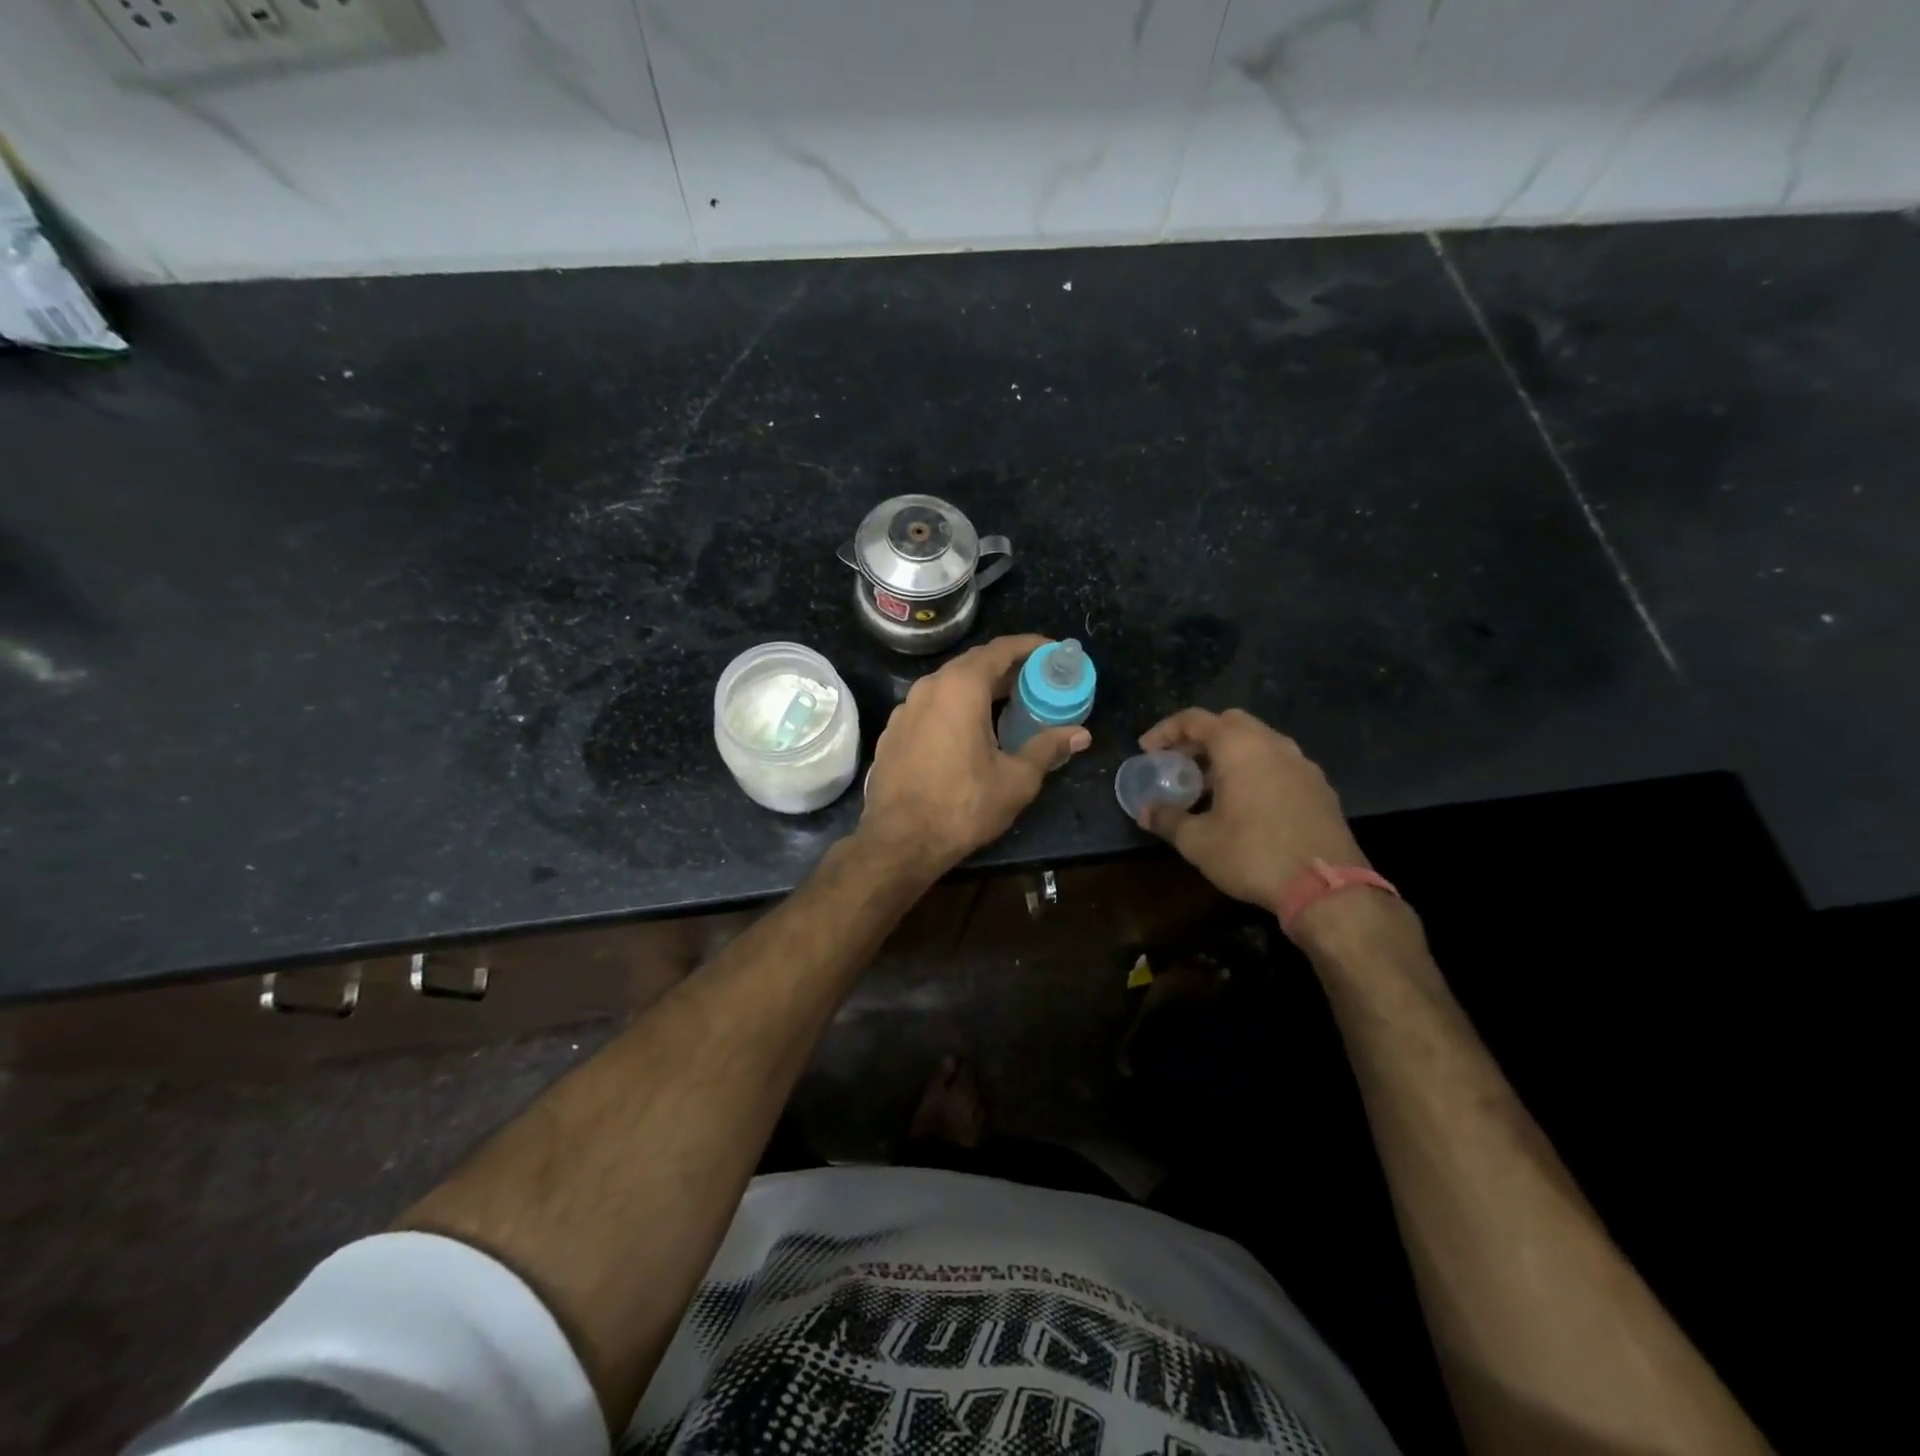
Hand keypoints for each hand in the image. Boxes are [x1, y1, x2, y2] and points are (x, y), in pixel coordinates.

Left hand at [860, 634, 1090, 878]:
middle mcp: (929, 687)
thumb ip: (1048, 749)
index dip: (1030, 646)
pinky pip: (931, 707)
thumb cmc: (962, 806)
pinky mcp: (893, 732)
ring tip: (1007, 705)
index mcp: (960, 687)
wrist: (898, 841)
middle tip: (1037, 681)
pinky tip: (969, 731)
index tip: (1052, 651)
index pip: (1000, 650)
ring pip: (949, 685)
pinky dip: (955, 708)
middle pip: (973, 664)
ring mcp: (905, 709)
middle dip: (1007, 668)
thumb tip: (1081, 735)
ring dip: (979, 689)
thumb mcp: (1015, 780)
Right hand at [1136, 708, 1366, 912]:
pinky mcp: (1320, 788)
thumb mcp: (1198, 841)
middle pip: (1230, 723)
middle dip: (1200, 738)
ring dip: (1229, 755)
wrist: (1327, 888)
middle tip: (1180, 761)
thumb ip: (1168, 819)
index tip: (1147, 749)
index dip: (1165, 731)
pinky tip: (1245, 804)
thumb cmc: (1253, 854)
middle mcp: (1273, 744)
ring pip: (1258, 743)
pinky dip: (1255, 771)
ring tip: (1209, 786)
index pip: (1195, 720)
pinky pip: (1278, 765)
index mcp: (1240, 747)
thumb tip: (1145, 812)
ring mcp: (1302, 765)